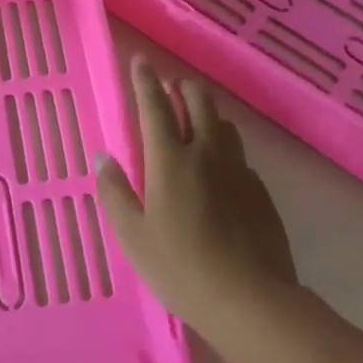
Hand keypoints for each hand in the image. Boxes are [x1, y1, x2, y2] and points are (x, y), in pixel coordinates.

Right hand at [96, 57, 299, 338]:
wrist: (253, 302)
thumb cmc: (181, 269)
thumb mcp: (133, 237)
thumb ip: (114, 192)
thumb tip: (102, 156)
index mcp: (170, 159)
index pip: (155, 106)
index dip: (145, 80)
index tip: (140, 60)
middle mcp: (206, 152)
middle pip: (198, 101)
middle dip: (181, 87)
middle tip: (169, 90)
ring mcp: (238, 169)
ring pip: (223, 123)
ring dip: (206, 112)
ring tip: (194, 120)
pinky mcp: (260, 191)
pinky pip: (239, 154)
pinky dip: (224, 147)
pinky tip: (219, 168)